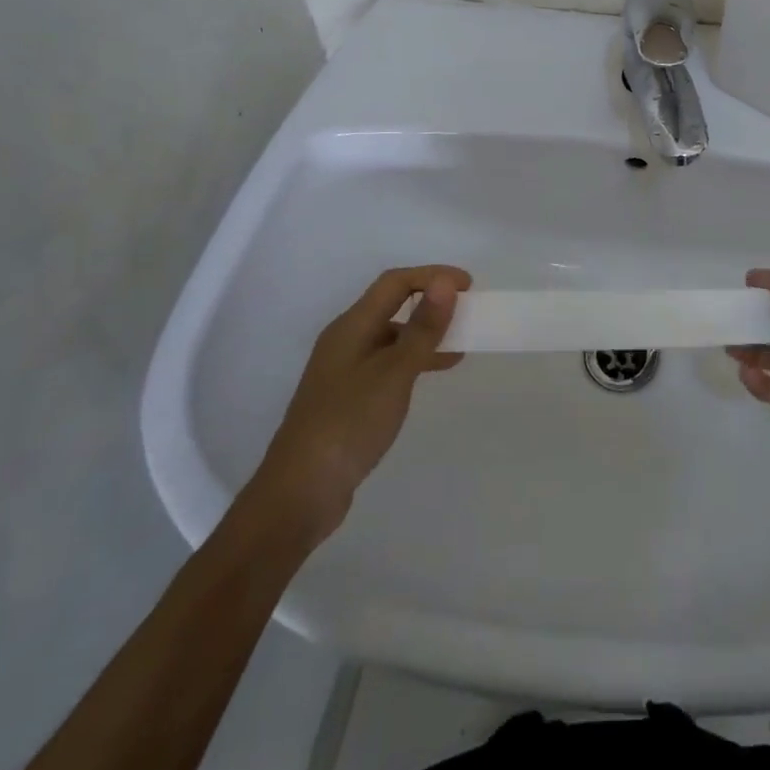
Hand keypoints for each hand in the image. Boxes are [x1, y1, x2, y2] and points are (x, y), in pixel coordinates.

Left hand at [246, 266, 470, 541]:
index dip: (433, 276)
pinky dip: (414, 359)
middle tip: (467, 311)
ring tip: (460, 343)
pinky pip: (388, 362)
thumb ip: (422, 328)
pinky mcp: (348, 397)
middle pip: (392, 305)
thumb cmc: (349, 423)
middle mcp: (346, 340)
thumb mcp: (394, 372)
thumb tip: (446, 282)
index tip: (469, 286)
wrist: (300, 492)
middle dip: (431, 302)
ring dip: (425, 332)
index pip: (395, 282)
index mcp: (351, 326)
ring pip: (392, 336)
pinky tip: (433, 373)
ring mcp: (344, 370)